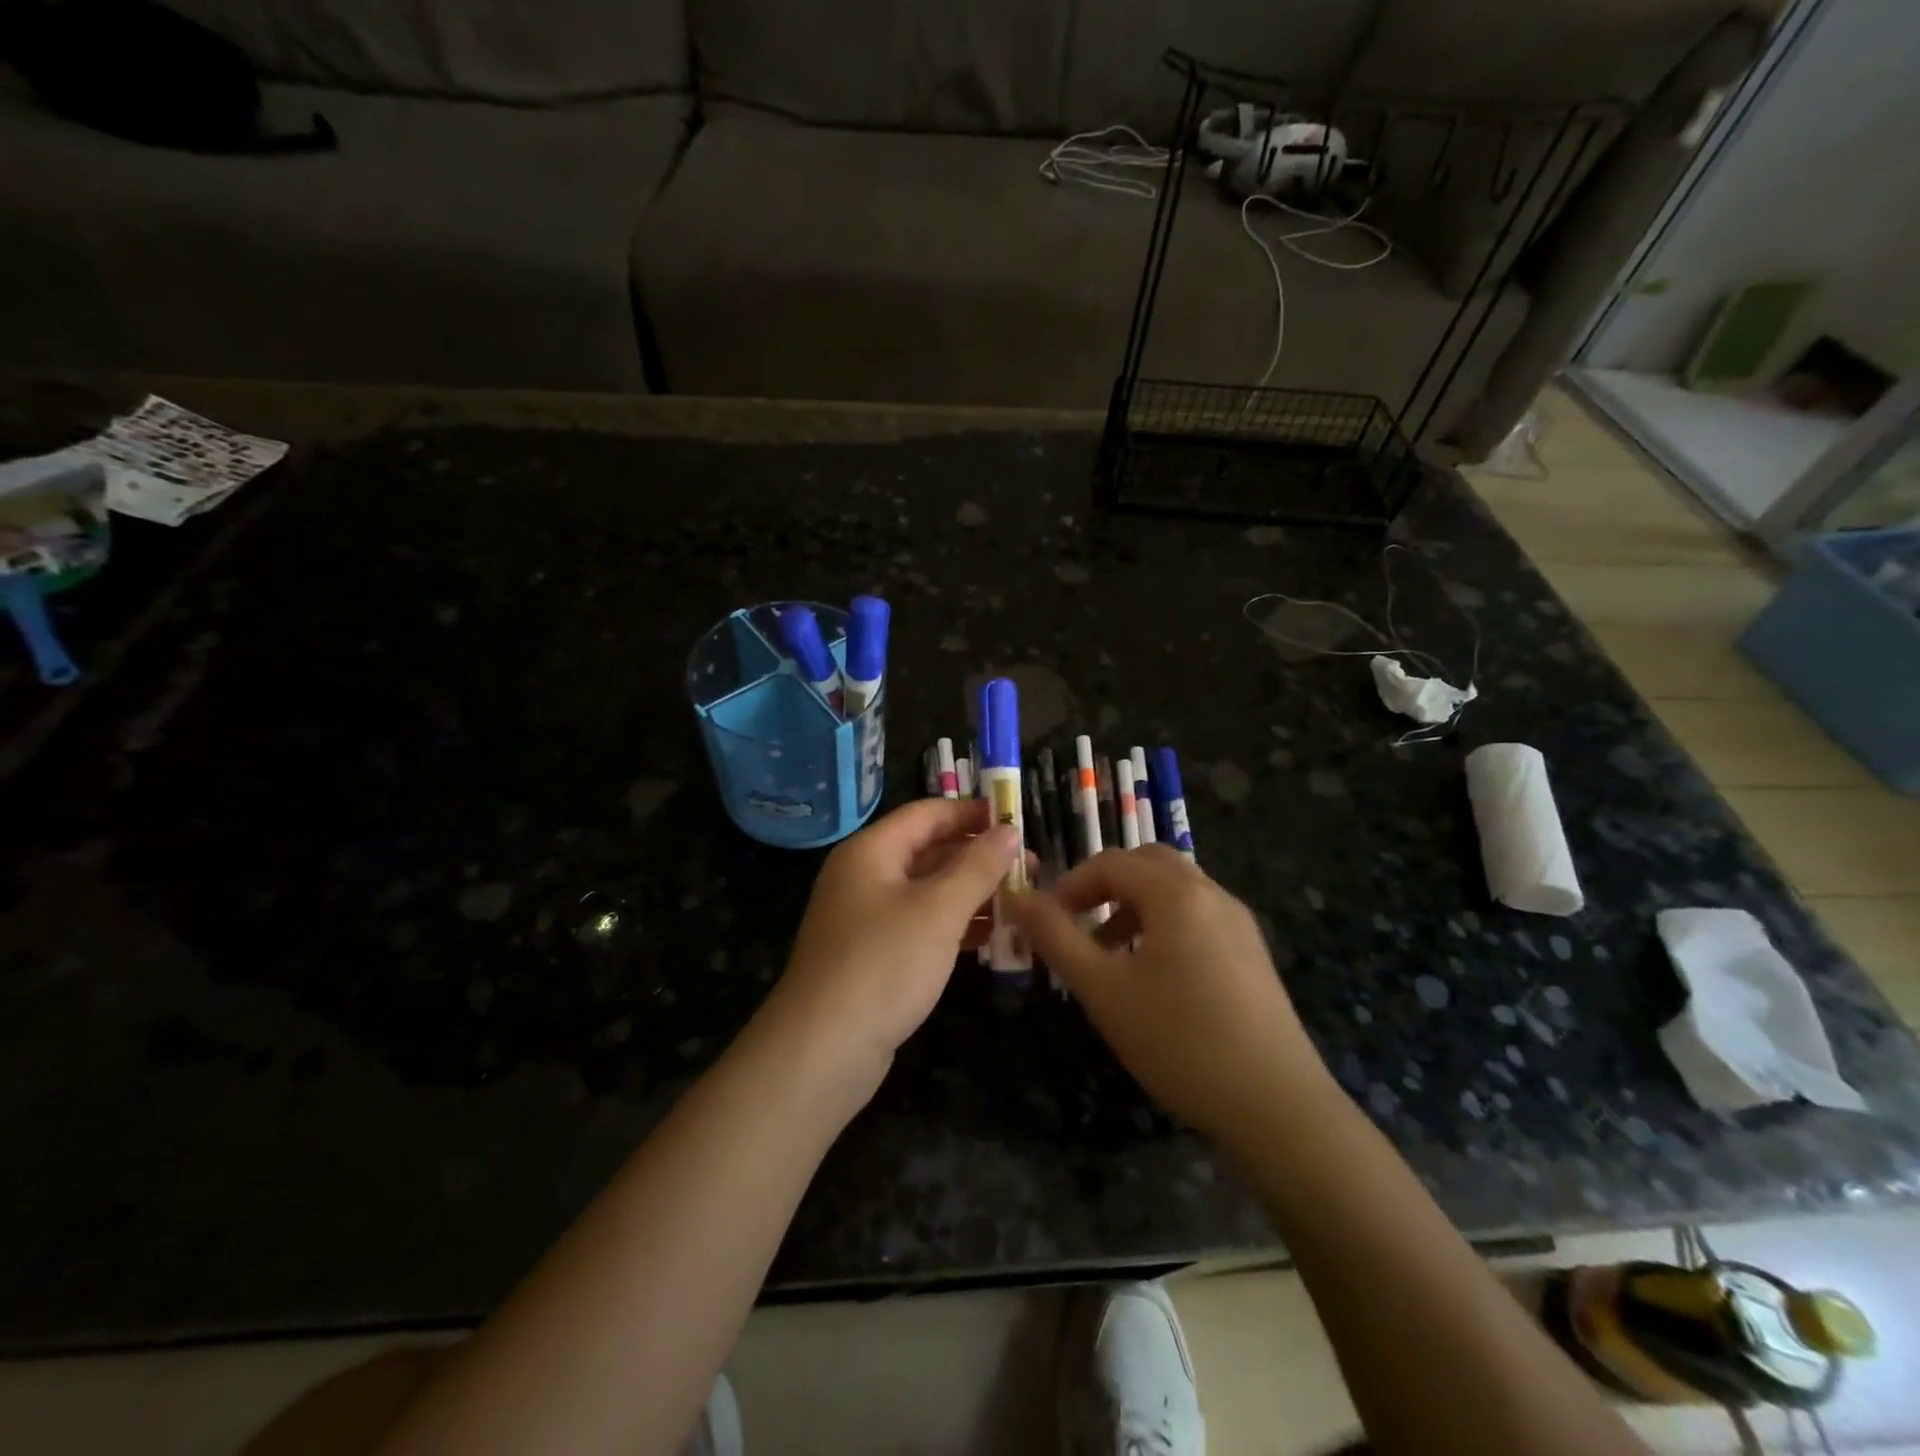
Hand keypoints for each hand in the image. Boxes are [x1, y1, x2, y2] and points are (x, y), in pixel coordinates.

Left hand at [763, 798, 1019, 1088]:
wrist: (823, 1051)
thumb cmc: (883, 965)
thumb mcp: (938, 910)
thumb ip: (977, 867)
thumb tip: (1009, 830)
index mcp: (871, 851)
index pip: (927, 814)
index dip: (972, 812)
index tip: (1018, 819)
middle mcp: (865, 876)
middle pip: (928, 851)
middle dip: (978, 856)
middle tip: (1030, 866)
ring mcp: (867, 918)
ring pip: (927, 891)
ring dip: (971, 893)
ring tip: (1021, 901)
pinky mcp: (873, 956)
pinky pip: (920, 925)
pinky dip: (953, 925)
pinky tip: (991, 937)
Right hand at [1008, 846, 1330, 1142]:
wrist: (1278, 1106)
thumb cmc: (1179, 1041)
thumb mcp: (1103, 989)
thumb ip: (1056, 937)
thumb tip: (1017, 896)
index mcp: (1176, 893)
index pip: (1112, 862)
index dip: (1071, 884)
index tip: (1045, 920)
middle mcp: (1212, 894)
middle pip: (1148, 863)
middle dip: (1106, 885)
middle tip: (1077, 920)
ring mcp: (1239, 923)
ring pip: (1176, 889)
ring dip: (1134, 905)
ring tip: (1107, 951)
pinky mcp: (1252, 953)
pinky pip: (1198, 915)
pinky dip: (1164, 923)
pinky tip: (1153, 975)